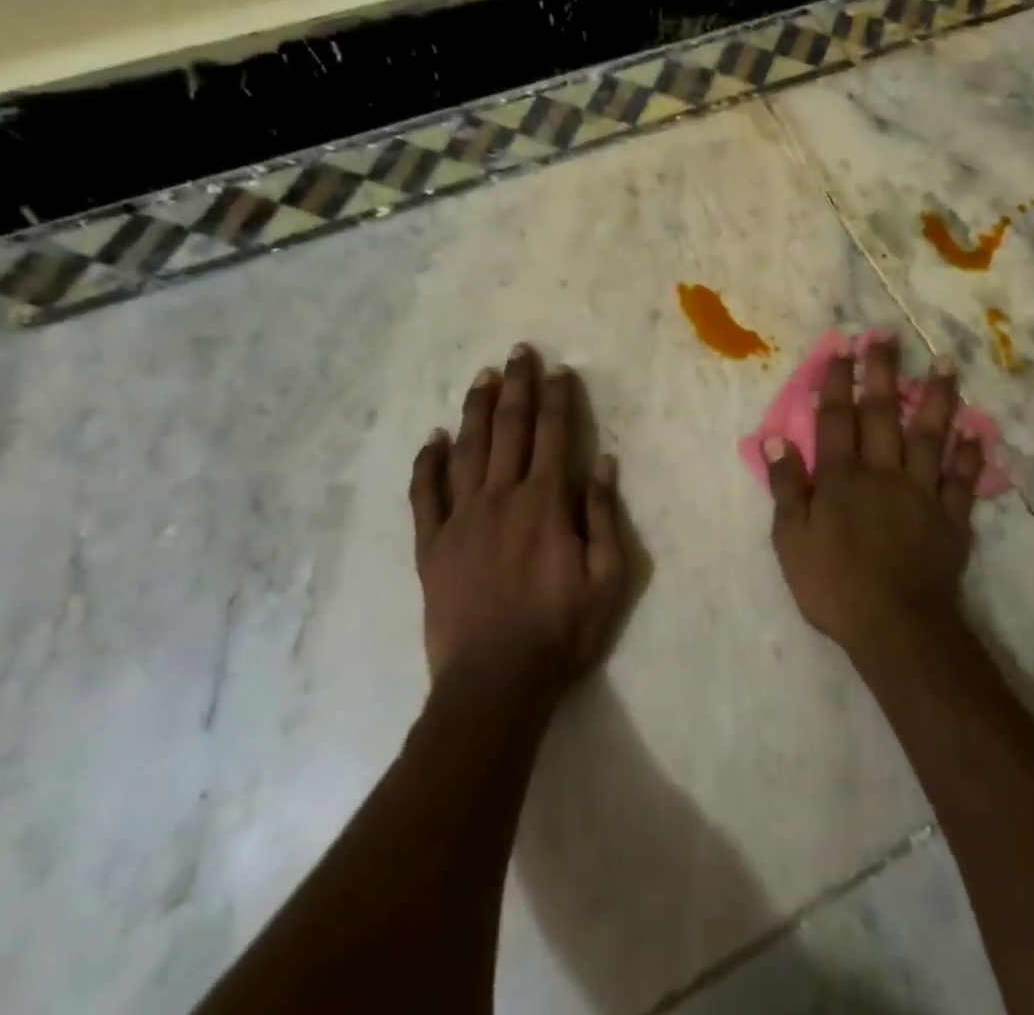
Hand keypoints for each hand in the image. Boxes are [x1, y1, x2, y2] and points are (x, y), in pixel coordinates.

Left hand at [410, 345, 629, 693]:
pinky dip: (428, 462)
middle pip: (510, 428)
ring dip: (476, 409)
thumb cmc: (562, 629)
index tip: (558, 370)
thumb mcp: (608, 576)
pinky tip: (433, 438)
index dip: (557, 397)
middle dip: (517, 385)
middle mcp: (501, 497)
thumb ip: (603, 514)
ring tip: (483, 376)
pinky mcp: (431, 545)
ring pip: (467, 449)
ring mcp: (461, 519)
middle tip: (519, 351)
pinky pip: (425, 494)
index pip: (553, 433)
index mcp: (545, 502)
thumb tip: (603, 460)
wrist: (496, 682)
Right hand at [764, 332, 985, 663]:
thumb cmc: (834, 586)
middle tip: (887, 334)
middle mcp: (882, 472)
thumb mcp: (791, 541)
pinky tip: (977, 426)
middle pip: (882, 413)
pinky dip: (971, 452)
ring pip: (929, 435)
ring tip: (945, 362)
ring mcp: (921, 491)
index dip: (838, 380)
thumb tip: (775, 439)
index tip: (843, 346)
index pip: (837, 418)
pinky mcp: (951, 516)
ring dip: (937, 397)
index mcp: (841, 477)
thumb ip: (786, 487)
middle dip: (883, 371)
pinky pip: (962, 478)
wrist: (896, 627)